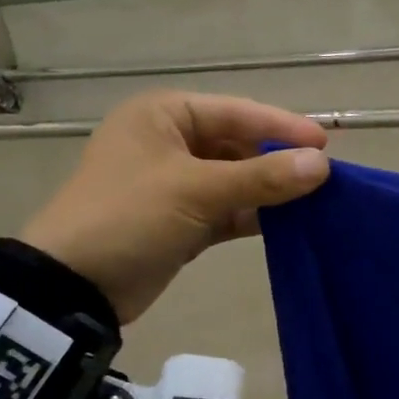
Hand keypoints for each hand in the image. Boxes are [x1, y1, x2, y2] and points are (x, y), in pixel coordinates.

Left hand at [19, 91, 329, 322]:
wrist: (74, 285)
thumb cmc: (130, 218)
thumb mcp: (197, 192)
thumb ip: (261, 178)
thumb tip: (321, 166)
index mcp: (164, 116)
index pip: (236, 113)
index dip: (282, 127)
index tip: (324, 145)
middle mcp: (169, 142)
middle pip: (237, 145)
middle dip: (277, 161)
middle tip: (323, 177)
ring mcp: (174, 184)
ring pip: (234, 180)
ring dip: (269, 190)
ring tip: (315, 201)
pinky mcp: (180, 221)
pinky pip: (226, 209)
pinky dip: (253, 215)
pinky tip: (288, 223)